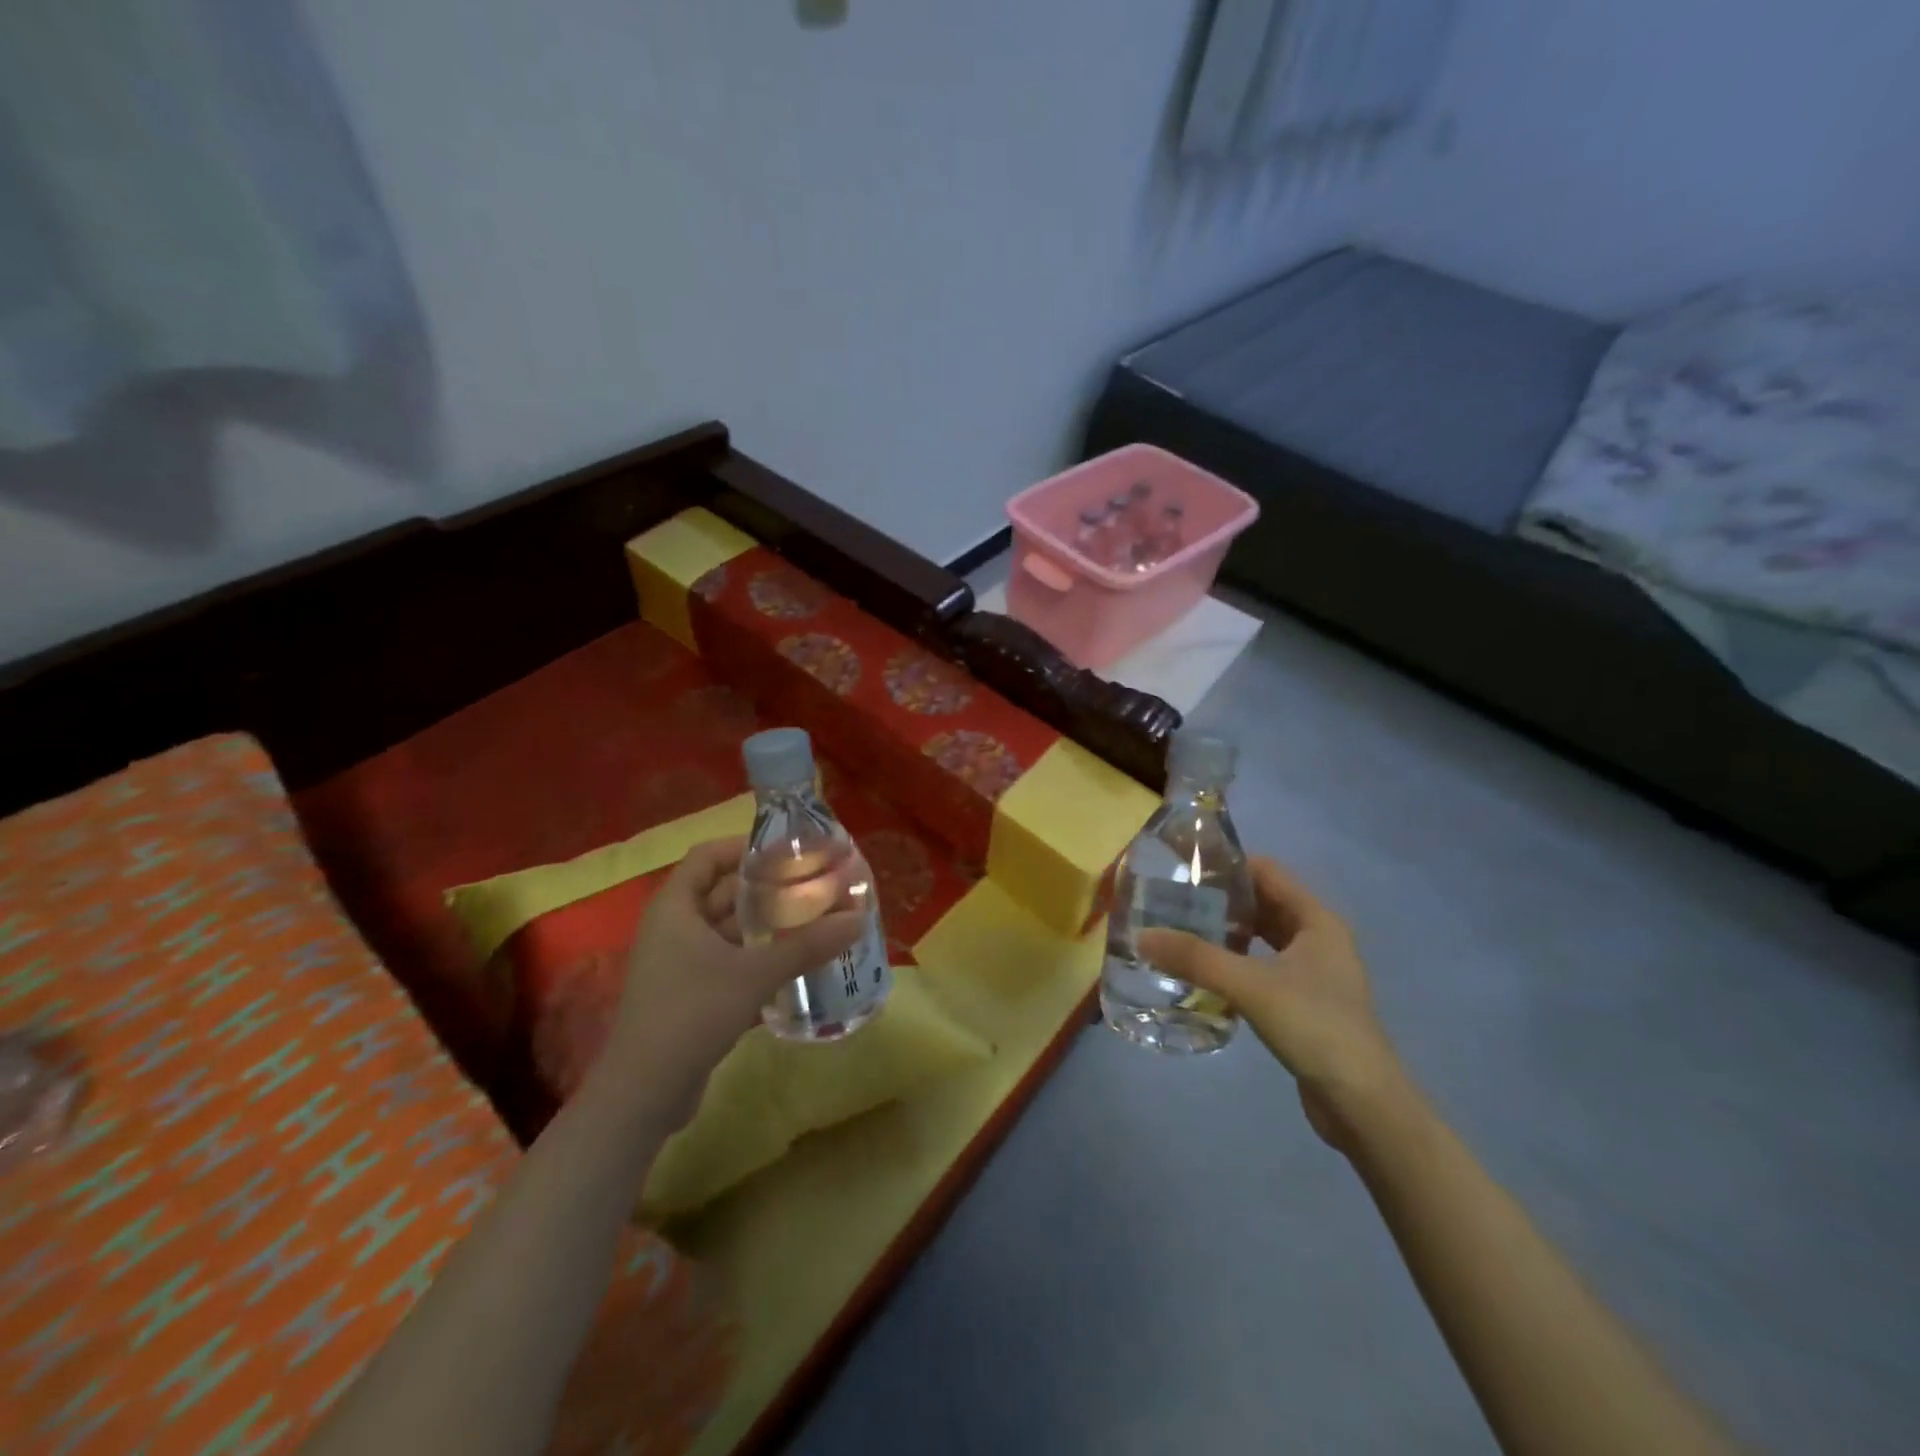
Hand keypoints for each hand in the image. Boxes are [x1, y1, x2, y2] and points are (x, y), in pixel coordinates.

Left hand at [597, 838, 863, 1126]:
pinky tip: (790, 963)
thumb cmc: (692, 1013)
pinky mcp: (687, 995)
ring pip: (725, 930)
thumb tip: (858, 919)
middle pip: (720, 892)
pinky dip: (754, 957)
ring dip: (763, 925)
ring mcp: (677, 963)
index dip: (744, 847)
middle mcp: (672, 928)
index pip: (707, 856)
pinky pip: (724, 961)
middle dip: (764, 888)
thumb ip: (807, 945)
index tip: (786, 850)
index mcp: (675, 908)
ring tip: (809, 920)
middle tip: (810, 885)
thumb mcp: (755, 974)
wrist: (643, 1092)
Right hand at [1138, 859, 1404, 1151]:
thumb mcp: (1250, 986)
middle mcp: (1319, 937)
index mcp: (1317, 919)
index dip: (1227, 864)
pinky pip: (1264, 966)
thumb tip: (1142, 937)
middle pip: (1264, 902)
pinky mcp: (1306, 1002)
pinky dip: (1237, 961)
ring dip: (1228, 931)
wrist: (1363, 1104)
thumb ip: (1195, 958)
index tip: (1183, 867)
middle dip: (1221, 898)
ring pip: (1264, 936)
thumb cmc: (1315, 1027)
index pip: (1267, 871)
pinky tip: (1205, 972)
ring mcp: (1314, 972)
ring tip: (1181, 930)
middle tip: (1173, 899)